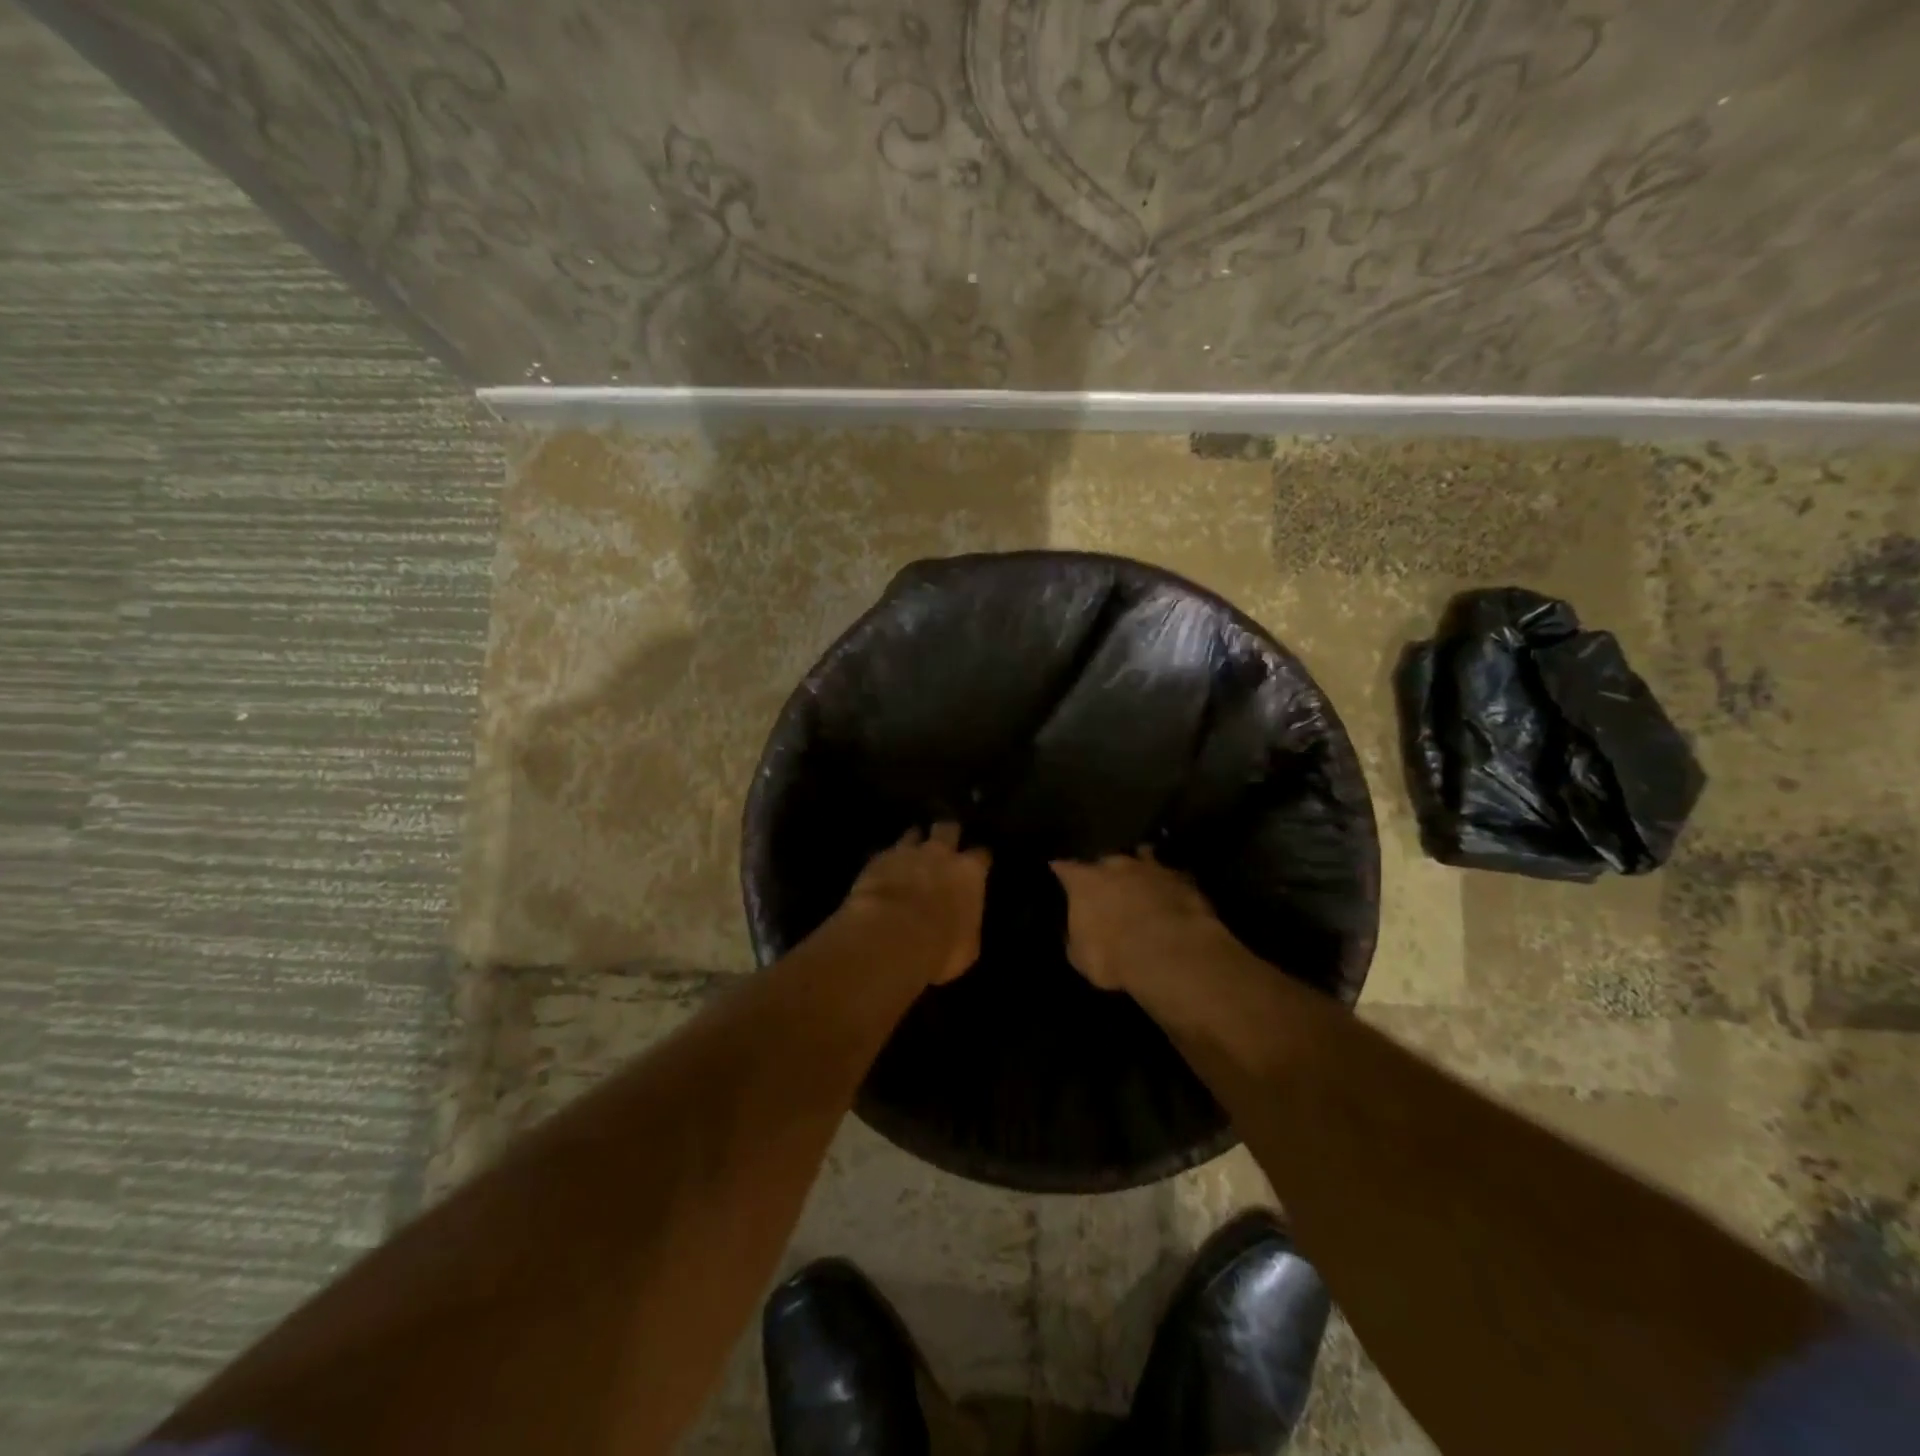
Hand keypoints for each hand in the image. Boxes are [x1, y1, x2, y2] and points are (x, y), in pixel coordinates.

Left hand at [841, 823, 990, 984]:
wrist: (889, 935)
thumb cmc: (939, 947)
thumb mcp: (966, 947)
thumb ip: (966, 926)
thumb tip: (962, 924)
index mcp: (969, 874)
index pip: (981, 855)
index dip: (979, 859)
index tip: (977, 864)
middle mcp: (940, 854)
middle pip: (948, 828)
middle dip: (947, 833)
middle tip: (944, 842)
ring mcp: (907, 852)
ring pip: (914, 833)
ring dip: (914, 842)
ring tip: (911, 851)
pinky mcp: (878, 859)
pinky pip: (886, 852)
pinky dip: (887, 860)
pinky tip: (884, 870)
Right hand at [1050, 849, 1229, 991]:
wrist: (1170, 953)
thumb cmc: (1112, 955)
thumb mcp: (1080, 956)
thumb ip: (1077, 936)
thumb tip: (1080, 931)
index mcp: (1084, 881)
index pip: (1066, 868)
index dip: (1062, 871)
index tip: (1058, 869)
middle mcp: (1116, 865)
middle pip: (1106, 861)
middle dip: (1106, 871)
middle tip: (1108, 886)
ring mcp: (1152, 868)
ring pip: (1143, 858)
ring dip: (1140, 869)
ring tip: (1142, 879)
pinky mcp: (1182, 879)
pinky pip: (1171, 876)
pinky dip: (1168, 884)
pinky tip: (1172, 894)